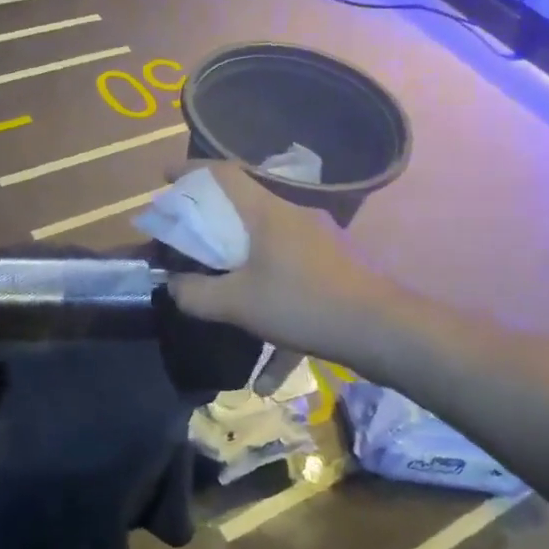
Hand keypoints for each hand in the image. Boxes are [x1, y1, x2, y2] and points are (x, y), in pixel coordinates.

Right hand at [164, 162, 392, 361]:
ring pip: (268, 250)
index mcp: (267, 213)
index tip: (165, 176)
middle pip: (244, 209)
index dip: (190, 171)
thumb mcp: (238, 304)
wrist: (384, 330)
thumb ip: (196, 295)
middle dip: (213, 225)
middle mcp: (293, 218)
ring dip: (242, 274)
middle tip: (188, 243)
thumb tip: (172, 286)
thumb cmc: (303, 303)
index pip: (223, 175)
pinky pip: (293, 285)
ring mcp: (319, 243)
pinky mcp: (336, 270)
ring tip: (224, 304)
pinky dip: (276, 318)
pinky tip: (268, 377)